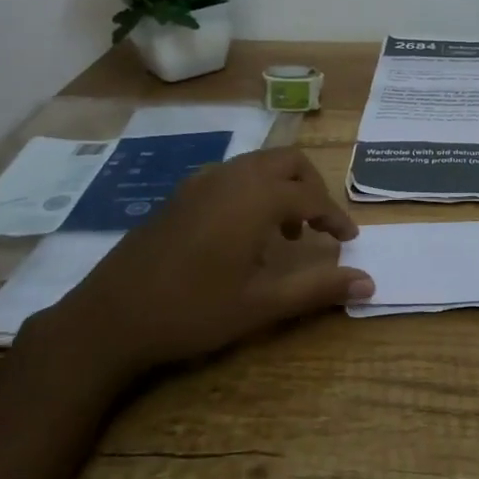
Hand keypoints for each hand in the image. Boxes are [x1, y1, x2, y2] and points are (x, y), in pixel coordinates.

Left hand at [29, 148, 373, 386]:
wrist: (109, 317)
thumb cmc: (193, 310)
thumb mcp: (262, 304)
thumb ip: (319, 288)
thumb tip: (369, 283)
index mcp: (256, 197)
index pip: (312, 195)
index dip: (335, 216)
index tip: (349, 239)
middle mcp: (232, 176)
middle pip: (287, 162)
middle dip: (311, 187)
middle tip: (319, 226)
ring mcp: (201, 181)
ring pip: (257, 165)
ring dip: (280, 188)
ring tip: (284, 234)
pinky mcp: (180, 194)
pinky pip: (231, 176)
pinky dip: (252, 191)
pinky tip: (241, 234)